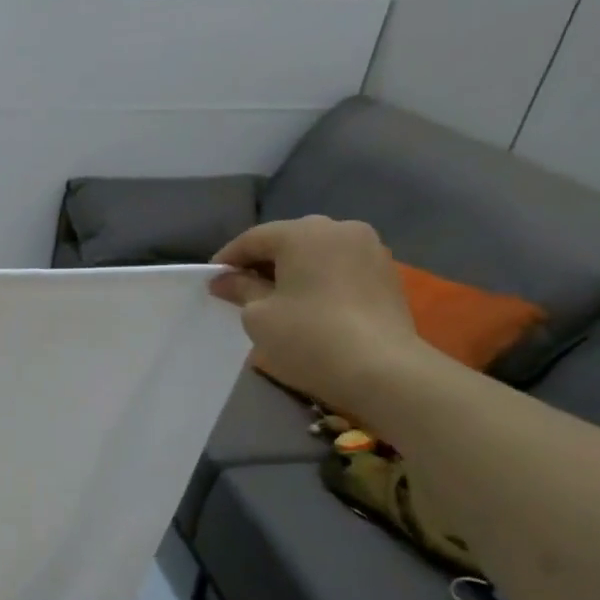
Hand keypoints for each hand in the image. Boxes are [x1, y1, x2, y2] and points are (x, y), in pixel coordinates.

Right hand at [209, 217, 433, 415]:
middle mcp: (340, 229)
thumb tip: (224, 280)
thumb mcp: (258, 315)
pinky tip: (309, 304)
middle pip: (289, 240)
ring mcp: (370, 250)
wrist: (383, 370)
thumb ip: (240, 289)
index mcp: (304, 232)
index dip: (228, 259)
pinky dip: (320, 280)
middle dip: (263, 261)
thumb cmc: (308, 336)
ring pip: (318, 253)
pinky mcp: (387, 274)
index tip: (212, 281)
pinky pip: (341, 268)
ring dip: (294, 270)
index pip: (253, 238)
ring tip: (276, 297)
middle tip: (241, 288)